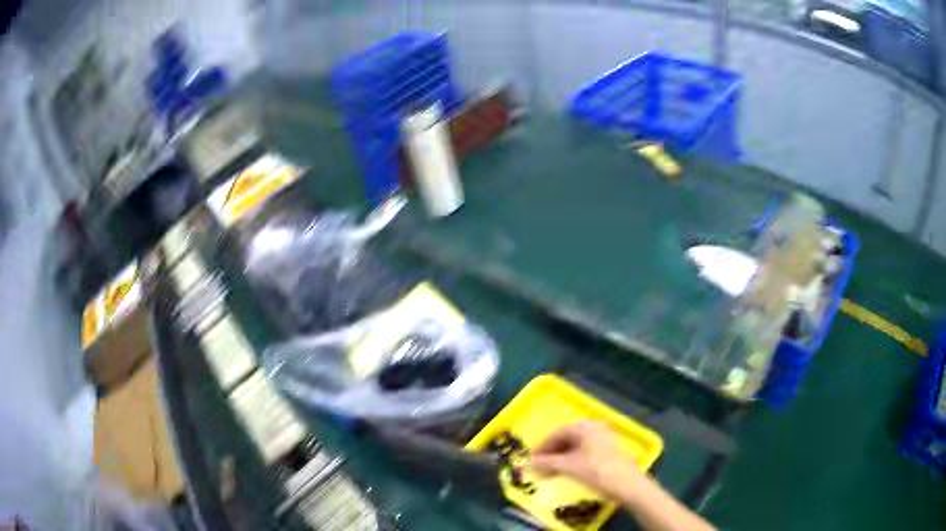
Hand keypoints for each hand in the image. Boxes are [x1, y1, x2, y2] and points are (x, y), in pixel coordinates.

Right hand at [530, 421, 645, 499]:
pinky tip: (566, 473)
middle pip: (567, 439)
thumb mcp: (569, 467)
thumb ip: (547, 463)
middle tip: (539, 467)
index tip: (531, 459)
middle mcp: (594, 428)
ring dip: (560, 459)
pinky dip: (572, 461)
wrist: (628, 484)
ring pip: (575, 447)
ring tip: (549, 473)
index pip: (557, 432)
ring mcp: (603, 440)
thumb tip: (528, 463)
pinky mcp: (608, 452)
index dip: (542, 446)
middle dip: (551, 453)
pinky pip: (584, 453)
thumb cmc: (597, 471)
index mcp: (585, 427)